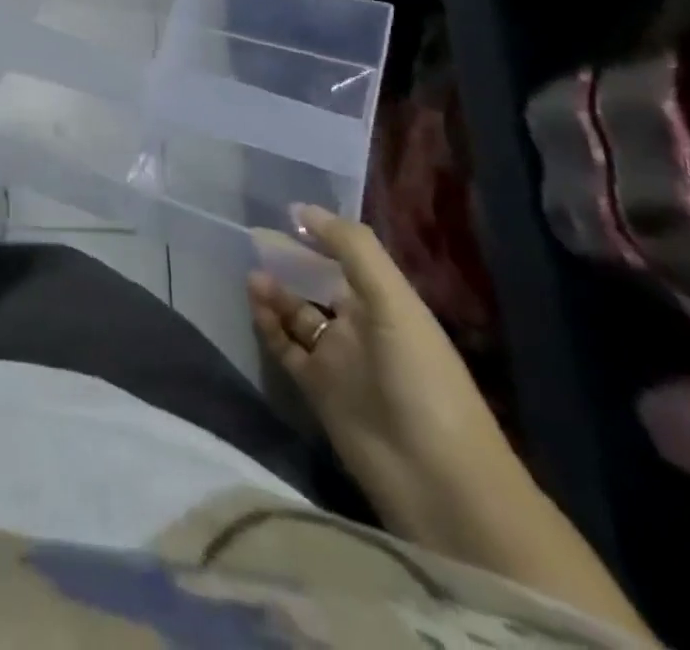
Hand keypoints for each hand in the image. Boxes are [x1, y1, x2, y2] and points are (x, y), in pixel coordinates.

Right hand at [248, 207, 508, 515]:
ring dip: (276, 293)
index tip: (283, 212)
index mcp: (387, 304)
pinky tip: (255, 305)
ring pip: (298, 314)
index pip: (348, 258)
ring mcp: (339, 359)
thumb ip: (351, 249)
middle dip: (291, 262)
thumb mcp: (394, 302)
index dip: (319, 235)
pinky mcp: (317, 389)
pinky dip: (269, 325)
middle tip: (254, 238)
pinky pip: (286, 348)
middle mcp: (362, 326)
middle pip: (319, 284)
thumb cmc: (421, 379)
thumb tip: (300, 208)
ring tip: (252, 274)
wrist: (437, 481)